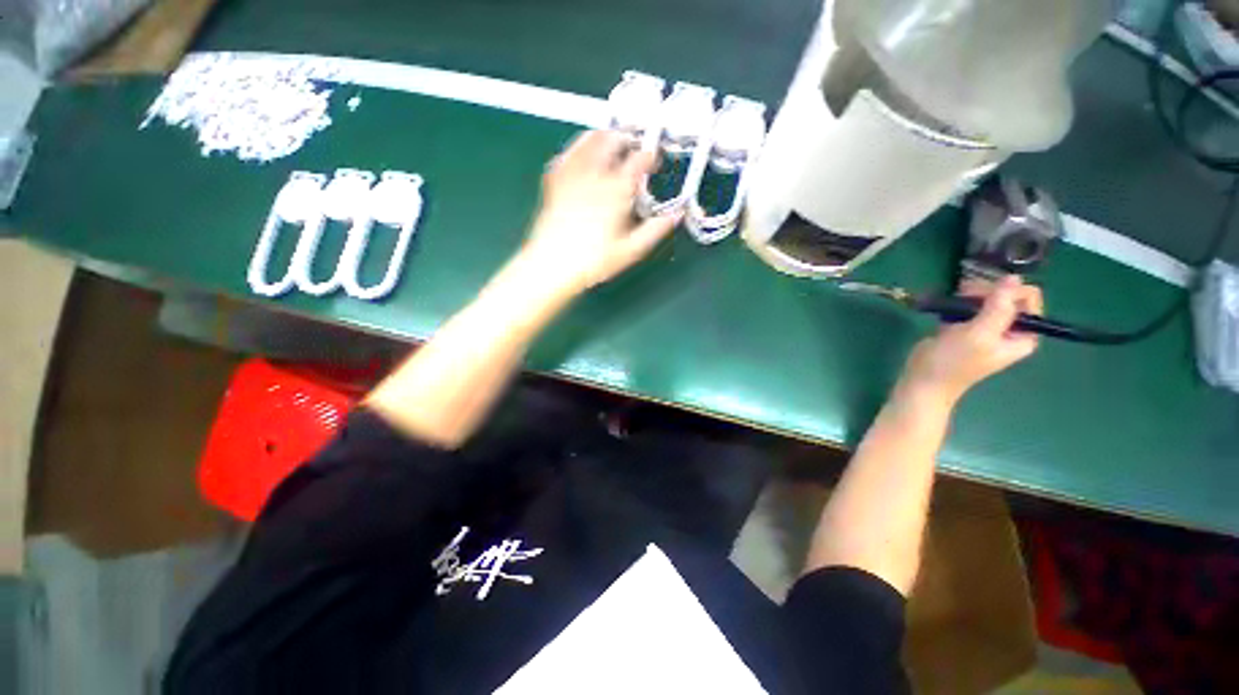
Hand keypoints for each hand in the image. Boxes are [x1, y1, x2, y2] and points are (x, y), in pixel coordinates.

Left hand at [519, 130, 679, 295]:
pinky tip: (581, 150)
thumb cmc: (595, 261)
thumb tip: (676, 215)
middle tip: (635, 146)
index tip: (655, 161)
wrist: (552, 266)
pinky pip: (567, 154)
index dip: (650, 156)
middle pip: (612, 141)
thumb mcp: (631, 250)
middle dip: (627, 139)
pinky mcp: (554, 181)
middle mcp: (594, 175)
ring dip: (603, 135)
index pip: (638, 161)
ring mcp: (572, 175)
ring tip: (611, 139)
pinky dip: (577, 146)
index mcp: (616, 191)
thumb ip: (655, 230)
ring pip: (588, 141)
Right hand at [898, 275, 1043, 406]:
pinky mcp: (965, 328)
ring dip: (971, 295)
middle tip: (964, 296)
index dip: (1008, 291)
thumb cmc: (954, 361)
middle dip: (987, 291)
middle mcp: (1009, 329)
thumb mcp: (979, 334)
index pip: (1029, 299)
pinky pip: (969, 307)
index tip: (983, 294)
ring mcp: (986, 328)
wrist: (924, 380)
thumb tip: (1013, 277)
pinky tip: (948, 305)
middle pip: (1008, 296)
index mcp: (1024, 334)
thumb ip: (999, 307)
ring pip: (987, 299)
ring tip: (954, 300)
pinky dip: (959, 302)